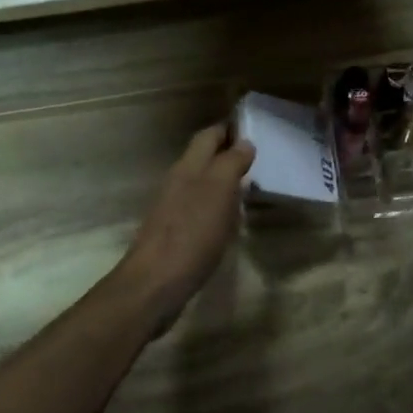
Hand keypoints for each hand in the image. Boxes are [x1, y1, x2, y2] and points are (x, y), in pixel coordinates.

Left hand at [114, 123, 256, 330]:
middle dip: (226, 154)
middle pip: (202, 158)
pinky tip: (229, 220)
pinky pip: (198, 209)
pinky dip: (216, 207)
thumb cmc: (192, 233)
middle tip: (257, 159)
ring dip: (222, 181)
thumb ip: (231, 163)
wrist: (155, 283)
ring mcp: (172, 209)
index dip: (228, 129)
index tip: (253, 129)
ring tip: (249, 188)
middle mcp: (177, 182)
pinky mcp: (173, 234)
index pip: (208, 136)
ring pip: (200, 184)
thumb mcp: (219, 191)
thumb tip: (243, 142)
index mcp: (188, 167)